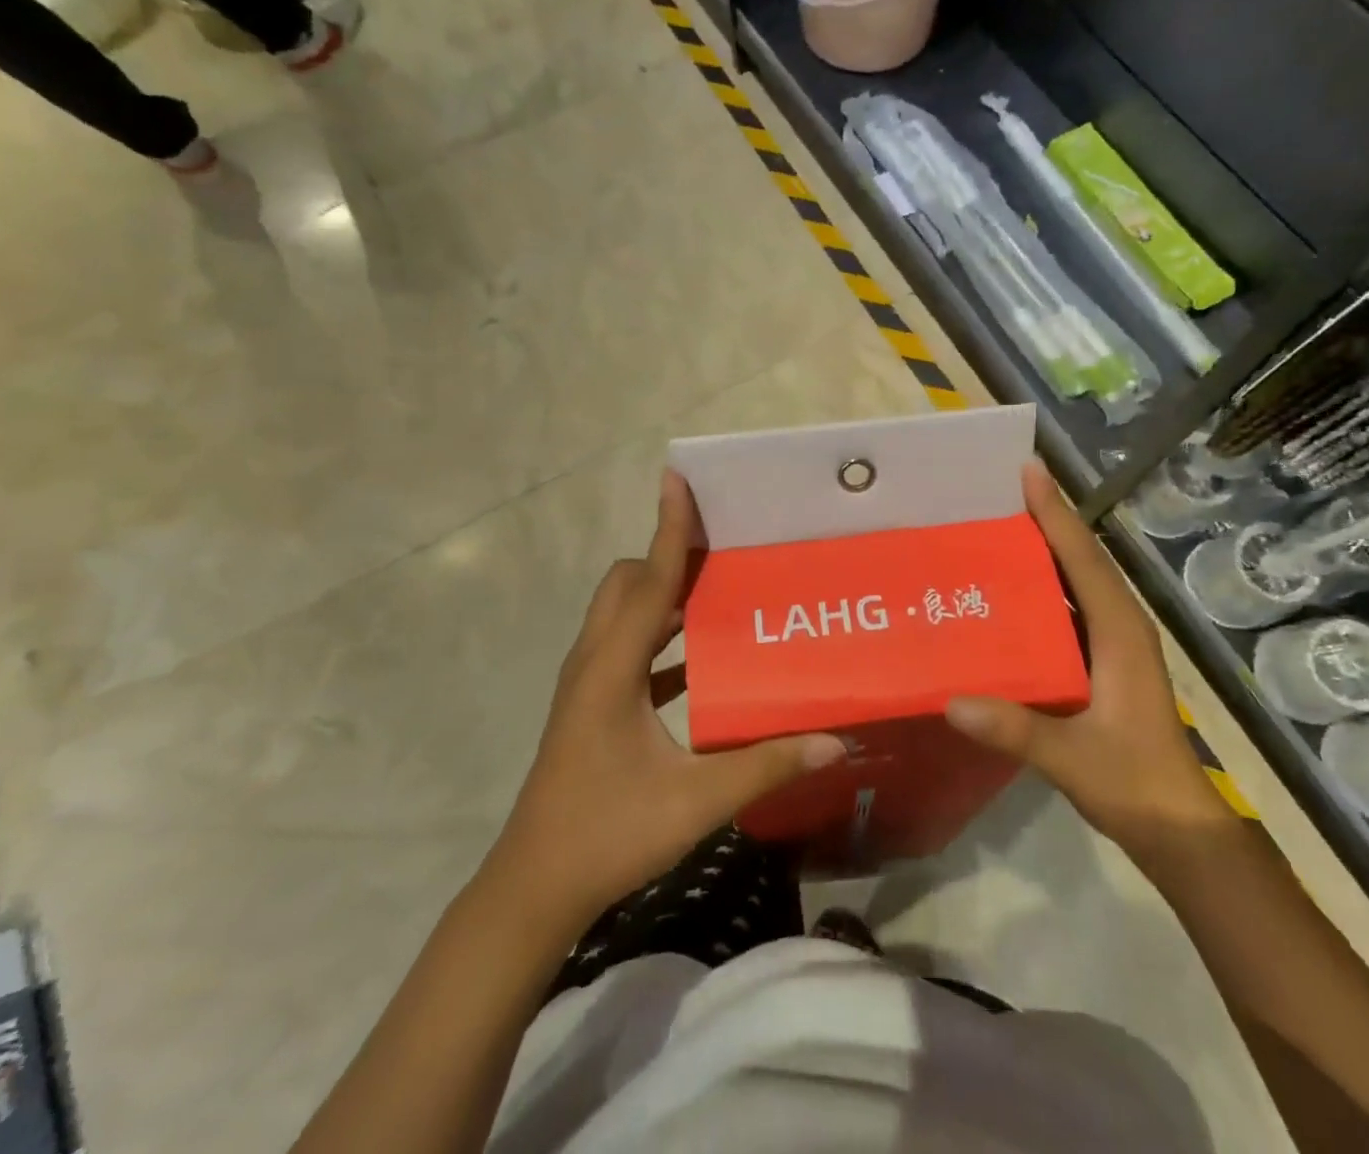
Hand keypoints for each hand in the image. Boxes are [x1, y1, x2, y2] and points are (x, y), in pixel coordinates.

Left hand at [490, 471, 845, 929]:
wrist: (534, 888)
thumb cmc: (608, 834)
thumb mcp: (695, 801)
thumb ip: (766, 766)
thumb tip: (834, 741)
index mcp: (611, 667)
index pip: (648, 579)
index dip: (669, 528)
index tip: (679, 479)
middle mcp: (594, 661)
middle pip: (629, 583)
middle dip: (669, 556)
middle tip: (723, 547)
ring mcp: (588, 683)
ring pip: (625, 613)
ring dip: (665, 593)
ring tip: (718, 588)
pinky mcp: (591, 705)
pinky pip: (628, 648)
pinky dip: (660, 636)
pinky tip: (701, 657)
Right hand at [945, 459, 1226, 842]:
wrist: (1178, 829)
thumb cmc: (1135, 785)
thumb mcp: (1074, 759)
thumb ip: (1017, 729)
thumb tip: (952, 701)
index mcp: (1120, 632)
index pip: (1082, 559)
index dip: (1055, 513)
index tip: (1027, 471)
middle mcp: (1120, 625)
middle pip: (1080, 558)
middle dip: (1045, 519)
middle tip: (996, 491)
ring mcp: (1113, 644)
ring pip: (1076, 580)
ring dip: (1043, 549)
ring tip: (994, 527)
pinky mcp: (1103, 662)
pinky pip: (1069, 607)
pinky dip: (1042, 587)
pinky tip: (1006, 591)